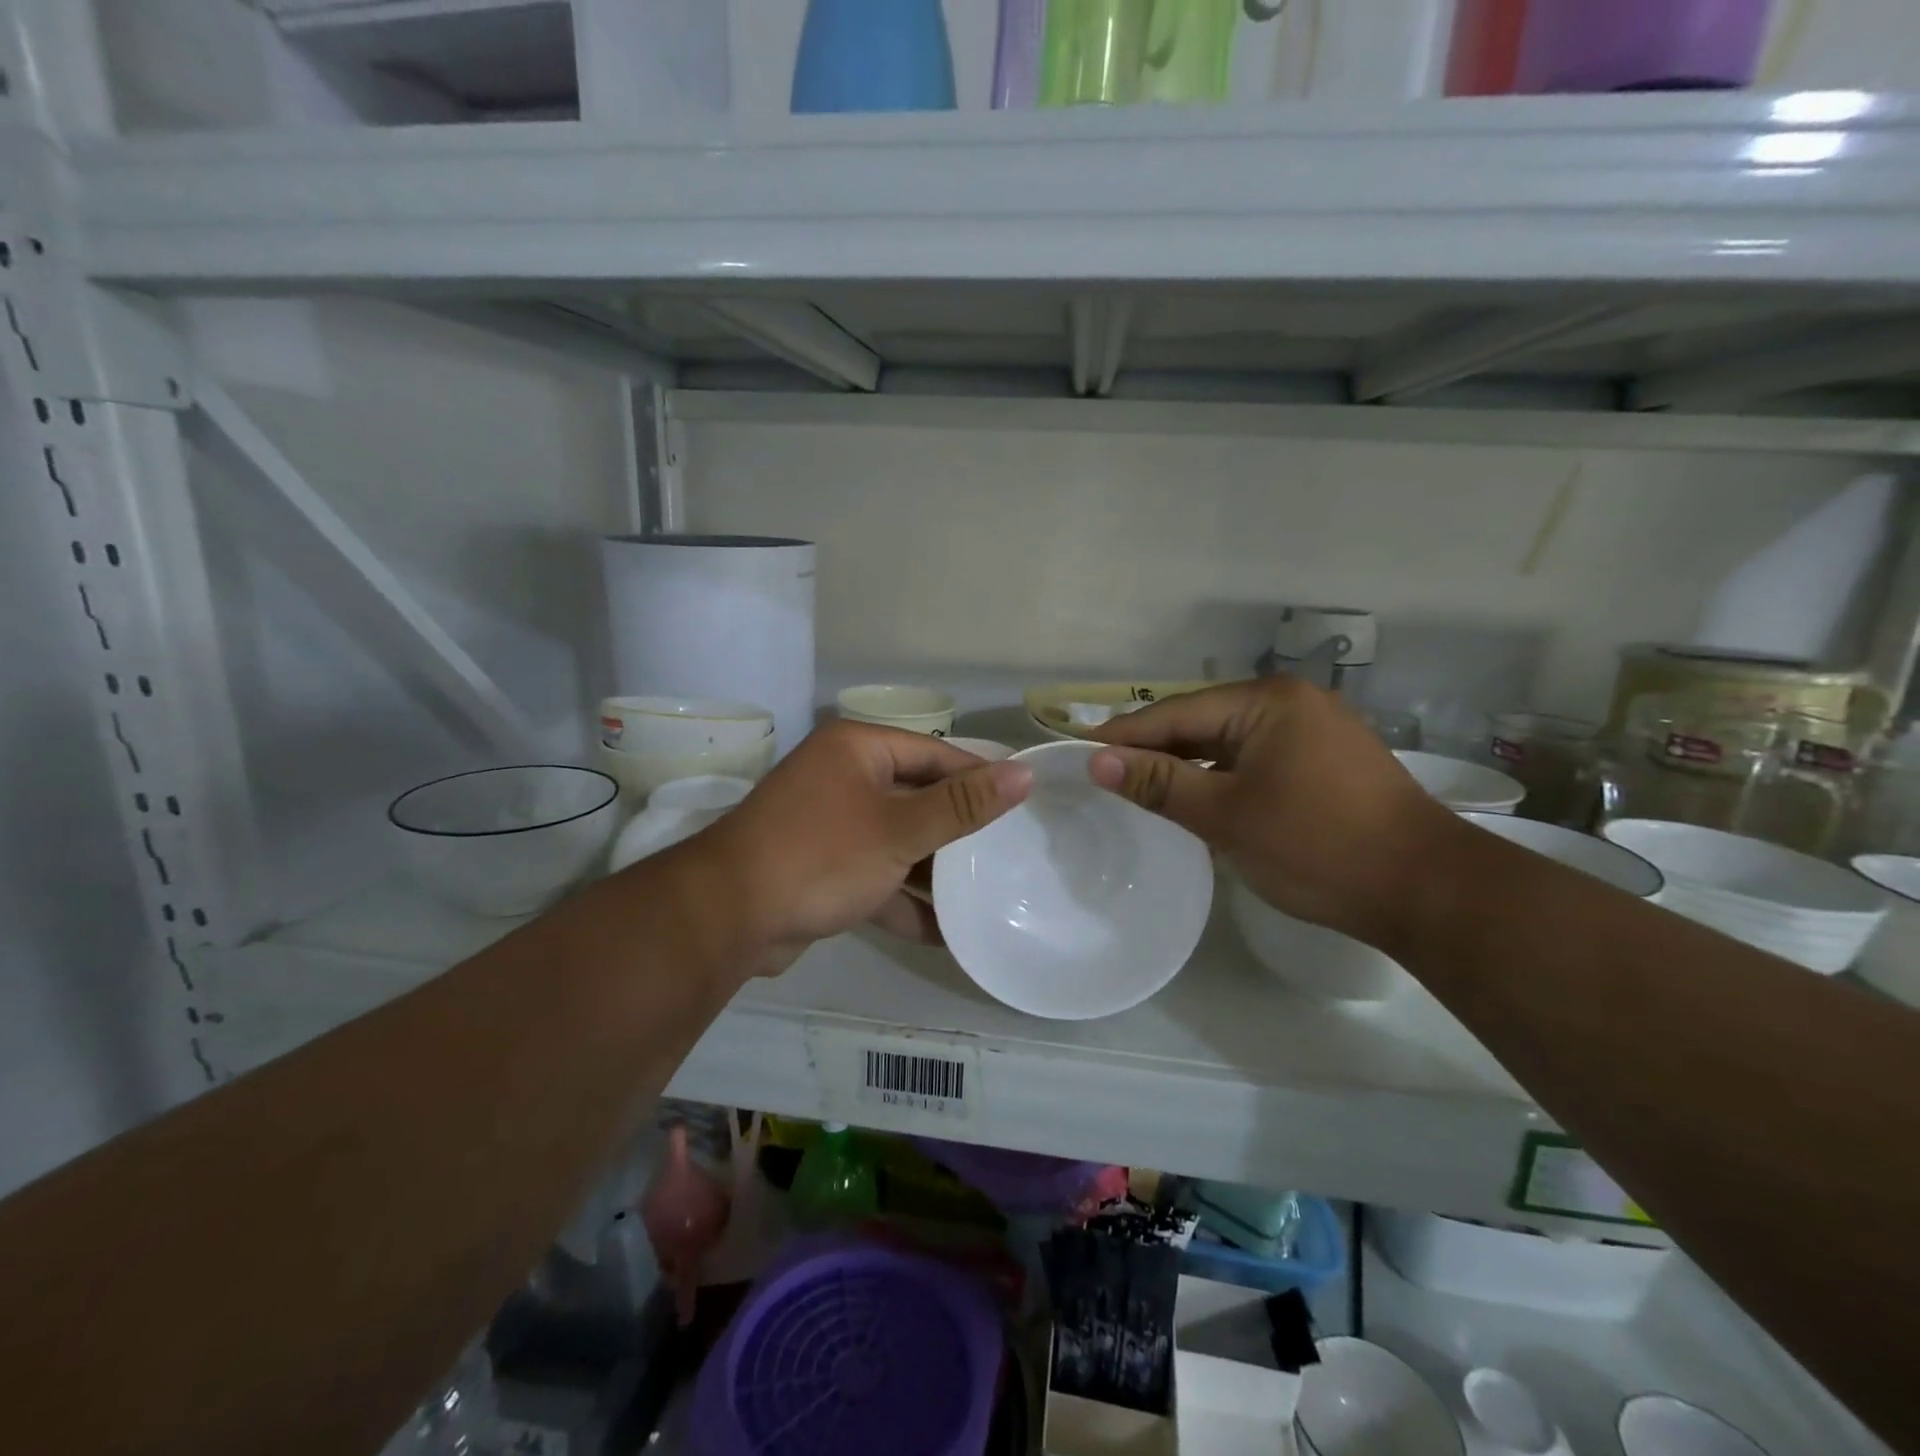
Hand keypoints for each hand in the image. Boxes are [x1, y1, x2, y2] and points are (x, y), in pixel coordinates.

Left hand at [674, 722, 1031, 977]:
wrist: (728, 917)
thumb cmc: (822, 855)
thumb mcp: (901, 829)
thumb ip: (963, 805)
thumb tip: (1024, 773)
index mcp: (858, 750)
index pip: (935, 754)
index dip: (979, 779)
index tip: (1021, 808)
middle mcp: (843, 778)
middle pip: (917, 799)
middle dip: (958, 833)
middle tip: (1008, 856)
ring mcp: (830, 826)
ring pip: (897, 842)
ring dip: (933, 873)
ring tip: (985, 897)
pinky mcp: (822, 869)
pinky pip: (875, 876)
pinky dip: (902, 899)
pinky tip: (944, 933)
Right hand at [1088, 679, 1455, 948]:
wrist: (1428, 892)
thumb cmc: (1318, 847)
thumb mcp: (1227, 815)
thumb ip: (1159, 783)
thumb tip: (1097, 761)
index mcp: (1267, 701)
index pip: (1175, 712)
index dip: (1124, 736)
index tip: (1078, 755)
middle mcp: (1290, 702)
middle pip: (1201, 722)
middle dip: (1154, 750)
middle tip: (1102, 775)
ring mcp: (1313, 730)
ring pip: (1227, 742)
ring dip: (1186, 766)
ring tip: (1138, 788)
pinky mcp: (1325, 760)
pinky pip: (1254, 759)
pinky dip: (1220, 777)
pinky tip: (1196, 798)